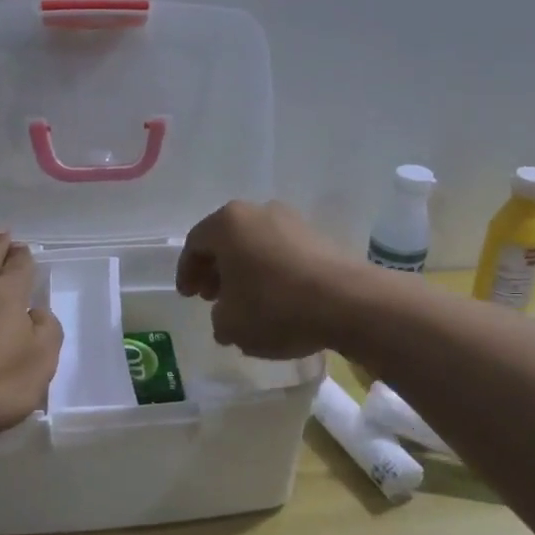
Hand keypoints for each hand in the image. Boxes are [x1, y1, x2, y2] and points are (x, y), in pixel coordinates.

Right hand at [176, 201, 360, 358]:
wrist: (347, 302)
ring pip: (257, 246)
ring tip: (245, 303)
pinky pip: (283, 254)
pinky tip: (276, 302)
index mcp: (228, 223)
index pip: (195, 243)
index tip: (189, 296)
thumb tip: (226, 315)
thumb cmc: (275, 306)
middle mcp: (259, 211)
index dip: (187, 271)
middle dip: (216, 270)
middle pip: (228, 240)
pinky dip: (272, 274)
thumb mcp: (230, 323)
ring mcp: (294, 222)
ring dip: (245, 272)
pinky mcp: (321, 238)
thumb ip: (218, 318)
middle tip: (212, 297)